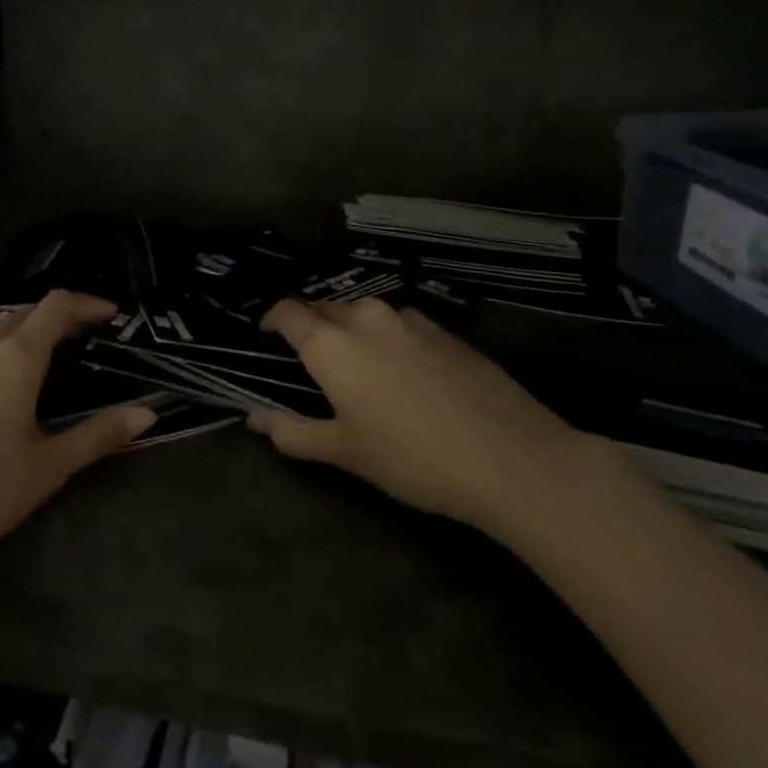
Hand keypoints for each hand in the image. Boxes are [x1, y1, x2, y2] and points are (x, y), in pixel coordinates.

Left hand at [0, 291, 155, 571]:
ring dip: (25, 333)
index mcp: (16, 356)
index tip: (111, 314)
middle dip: (57, 318)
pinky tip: (0, 389)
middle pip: (25, 314)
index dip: (87, 303)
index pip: (57, 306)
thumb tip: (147, 414)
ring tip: (47, 362)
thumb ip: (99, 435)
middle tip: (84, 340)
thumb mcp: (49, 466)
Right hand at [251, 298, 588, 538]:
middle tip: (311, 361)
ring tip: (359, 367)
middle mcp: (367, 318)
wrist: (512, 458)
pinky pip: (400, 325)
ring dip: (352, 331)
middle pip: (326, 308)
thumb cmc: (413, 457)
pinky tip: (405, 374)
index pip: (289, 311)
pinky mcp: (446, 331)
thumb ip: (295, 432)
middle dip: (311, 326)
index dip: (272, 319)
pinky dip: (388, 339)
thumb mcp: (346, 453)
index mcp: (333, 344)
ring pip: (365, 314)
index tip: (266, 336)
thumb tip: (255, 420)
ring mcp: (410, 320)